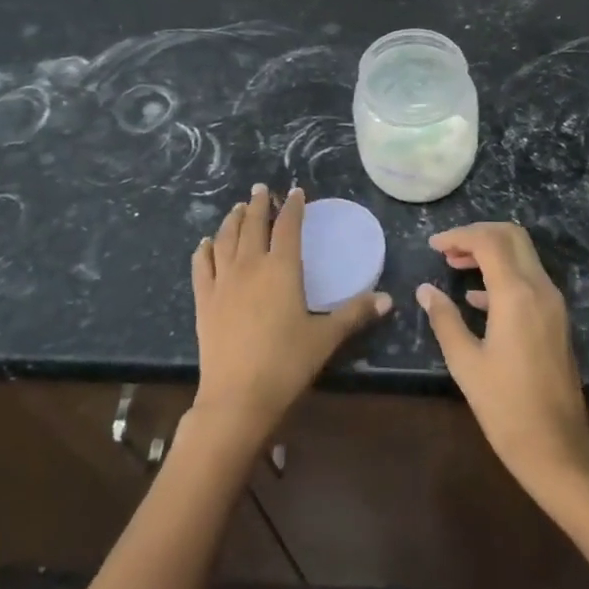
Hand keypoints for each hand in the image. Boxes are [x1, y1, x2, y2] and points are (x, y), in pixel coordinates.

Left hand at [191, 185, 389, 449]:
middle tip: (261, 189)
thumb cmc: (286, 364)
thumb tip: (387, 299)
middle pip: (253, 225)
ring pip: (226, 239)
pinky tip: (205, 243)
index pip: (288, 226)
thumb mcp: (326, 338)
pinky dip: (205, 250)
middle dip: (259, 204)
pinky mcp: (204, 301)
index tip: (296, 192)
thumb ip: (355, 314)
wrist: (237, 398)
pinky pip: (202, 266)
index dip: (293, 206)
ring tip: (238, 208)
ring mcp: (223, 282)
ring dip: (233, 219)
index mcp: (282, 268)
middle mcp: (250, 266)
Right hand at [417, 222, 588, 496]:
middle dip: (477, 234)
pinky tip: (477, 298)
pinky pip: (529, 278)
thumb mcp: (465, 363)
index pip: (489, 241)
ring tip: (455, 266)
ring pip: (523, 255)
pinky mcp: (556, 318)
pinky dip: (503, 274)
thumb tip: (425, 290)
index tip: (433, 245)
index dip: (459, 236)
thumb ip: (445, 319)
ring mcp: (553, 303)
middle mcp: (540, 288)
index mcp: (516, 294)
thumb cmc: (505, 407)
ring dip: (490, 252)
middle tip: (447, 249)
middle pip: (511, 237)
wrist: (557, 447)